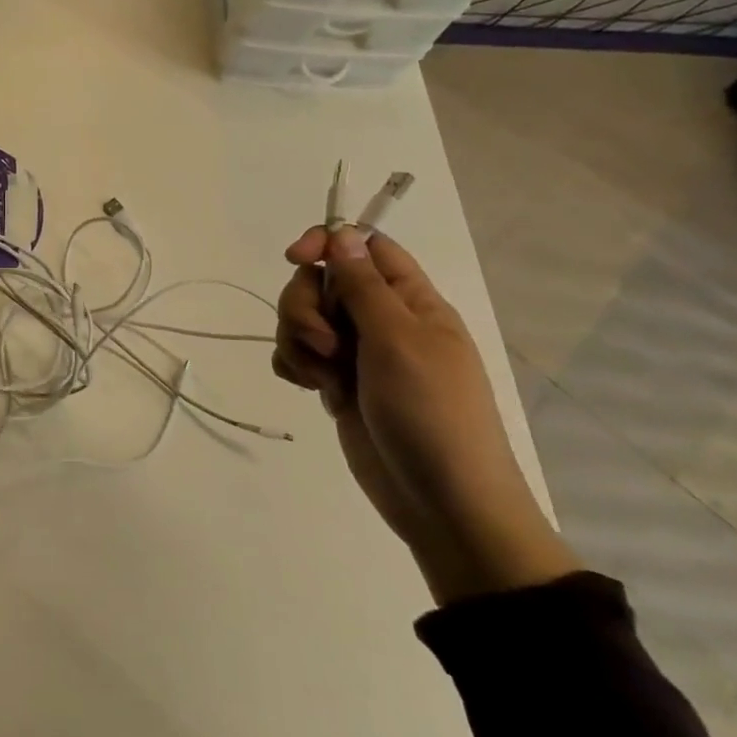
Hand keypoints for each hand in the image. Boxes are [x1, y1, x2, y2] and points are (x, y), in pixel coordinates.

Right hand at [272, 226, 578, 604]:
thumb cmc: (431, 413)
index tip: (295, 258)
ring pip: (302, 318)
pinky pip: (297, 355)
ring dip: (298, 340)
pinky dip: (295, 366)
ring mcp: (356, 354)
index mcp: (411, 301)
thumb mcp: (399, 341)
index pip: (364, 247)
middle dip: (306, 306)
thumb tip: (342, 234)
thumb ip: (364, 286)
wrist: (442, 502)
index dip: (327, 242)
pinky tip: (310, 389)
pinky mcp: (336, 383)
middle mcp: (381, 320)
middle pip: (321, 282)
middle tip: (326, 344)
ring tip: (323, 377)